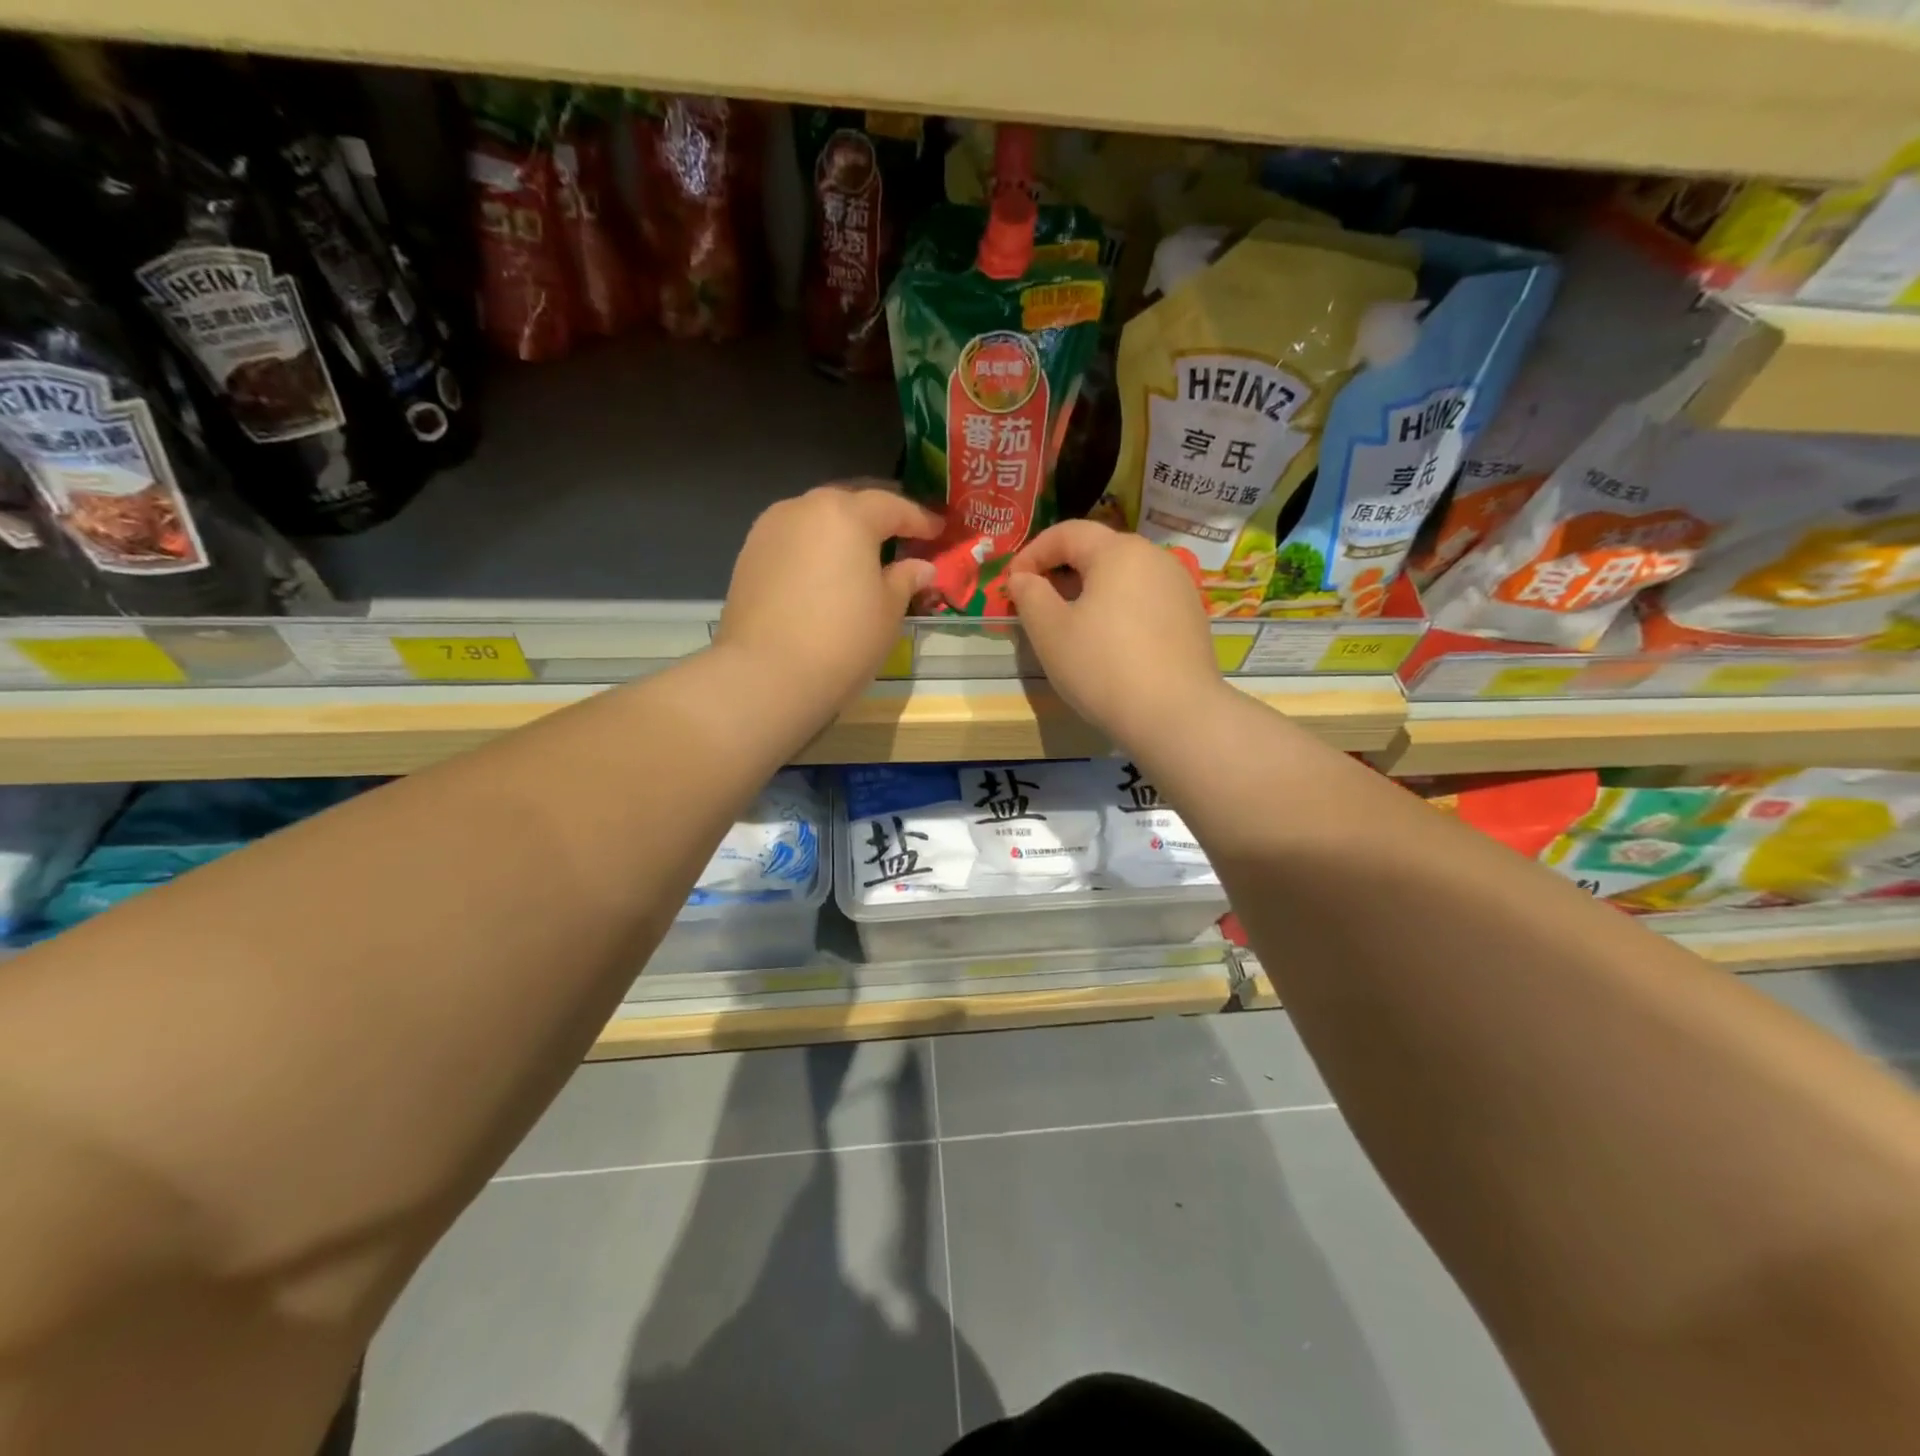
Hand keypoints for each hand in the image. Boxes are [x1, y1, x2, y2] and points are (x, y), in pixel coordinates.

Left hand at [716, 481, 941, 715]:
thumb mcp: (888, 612)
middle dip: (877, 519)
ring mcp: (770, 530)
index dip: (920, 519)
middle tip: (901, 537)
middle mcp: (804, 508)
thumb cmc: (842, 640)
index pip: (892, 506)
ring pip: (816, 520)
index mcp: (846, 514)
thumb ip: (905, 580)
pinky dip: (814, 550)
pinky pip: (793, 542)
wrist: (766, 675)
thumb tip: (922, 567)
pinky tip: (824, 575)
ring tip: (860, 557)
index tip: (939, 530)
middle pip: (849, 504)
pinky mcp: (748, 556)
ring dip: (841, 533)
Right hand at [1007, 520, 1228, 750]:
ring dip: (1090, 592)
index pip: (1068, 532)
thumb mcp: (1050, 632)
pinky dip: (1118, 610)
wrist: (1175, 715)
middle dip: (1062, 572)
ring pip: (1123, 577)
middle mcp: (1155, 558)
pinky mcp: (1191, 618)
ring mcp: (1179, 588)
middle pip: (1099, 552)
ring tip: (1070, 626)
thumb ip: (1030, 595)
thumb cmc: (1103, 667)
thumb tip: (1023, 579)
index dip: (1032, 553)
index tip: (1012, 583)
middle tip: (1037, 605)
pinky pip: (1144, 601)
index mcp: (1119, 551)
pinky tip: (1108, 643)